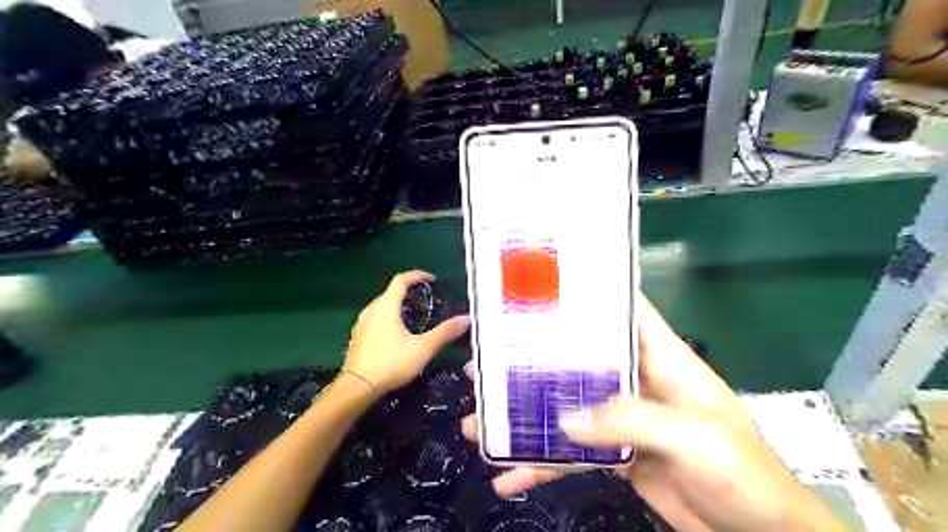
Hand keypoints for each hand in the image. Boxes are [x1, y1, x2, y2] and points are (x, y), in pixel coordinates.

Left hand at [345, 273, 468, 392]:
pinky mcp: (358, 337)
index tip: (431, 279)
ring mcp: (361, 323)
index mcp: (386, 307)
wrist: (356, 388)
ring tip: (414, 315)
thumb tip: (466, 319)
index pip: (401, 280)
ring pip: (382, 306)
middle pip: (390, 292)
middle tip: (426, 300)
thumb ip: (444, 333)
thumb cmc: (390, 364)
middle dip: (408, 291)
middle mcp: (371, 310)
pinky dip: (388, 317)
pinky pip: (375, 318)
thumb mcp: (422, 349)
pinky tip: (397, 333)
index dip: (417, 275)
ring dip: (397, 305)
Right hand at [459, 295, 843, 531]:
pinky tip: (510, 475)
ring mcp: (623, 419)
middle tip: (485, 363)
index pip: (622, 311)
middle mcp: (636, 380)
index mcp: (660, 358)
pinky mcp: (617, 455)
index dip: (586, 295)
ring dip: (525, 417)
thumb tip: (566, 419)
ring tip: (478, 423)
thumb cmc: (741, 472)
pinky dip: (543, 464)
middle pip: (577, 361)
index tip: (540, 290)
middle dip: (532, 362)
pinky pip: (573, 453)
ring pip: (566, 408)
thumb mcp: (692, 437)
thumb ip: (630, 420)